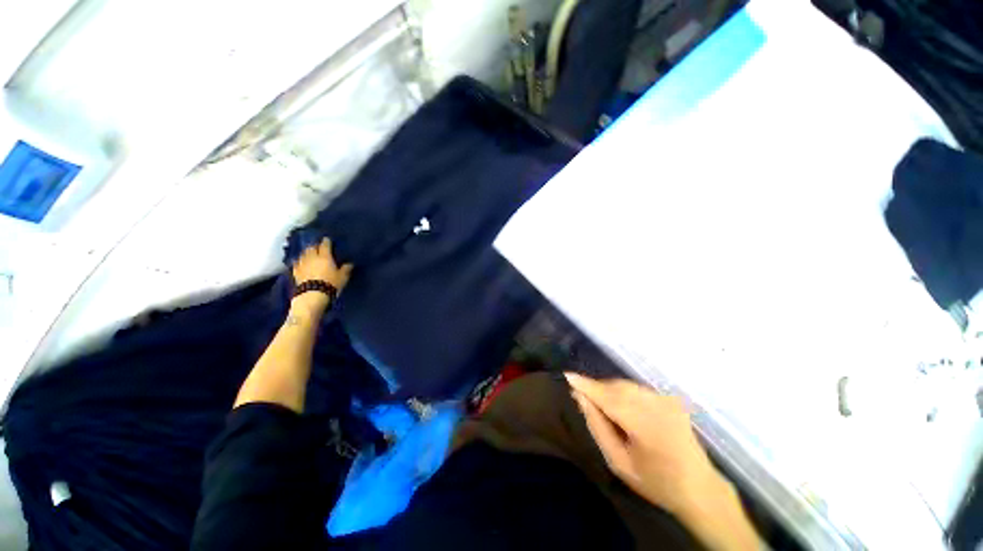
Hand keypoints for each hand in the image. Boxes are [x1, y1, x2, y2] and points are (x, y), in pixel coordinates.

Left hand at [291, 238, 352, 312]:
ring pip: (303, 253)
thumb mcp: (343, 277)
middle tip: (318, 246)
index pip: (325, 245)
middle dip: (315, 246)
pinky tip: (301, 262)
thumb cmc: (330, 284)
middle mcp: (312, 257)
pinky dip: (300, 261)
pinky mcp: (295, 271)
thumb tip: (349, 263)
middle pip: (312, 247)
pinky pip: (297, 262)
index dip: (326, 241)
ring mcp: (302, 263)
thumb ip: (346, 269)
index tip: (327, 239)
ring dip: (307, 252)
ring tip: (310, 253)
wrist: (312, 295)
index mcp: (325, 256)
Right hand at [565, 373, 722, 514]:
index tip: (567, 375)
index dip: (586, 385)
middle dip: (596, 387)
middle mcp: (656, 405)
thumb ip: (598, 427)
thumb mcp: (619, 462)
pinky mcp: (670, 399)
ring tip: (599, 402)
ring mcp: (666, 400)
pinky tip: (620, 405)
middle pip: (616, 387)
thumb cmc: (655, 482)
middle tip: (582, 396)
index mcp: (644, 424)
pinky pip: (638, 389)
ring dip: (609, 389)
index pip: (607, 396)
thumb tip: (580, 398)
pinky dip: (623, 391)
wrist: (700, 488)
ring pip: (626, 385)